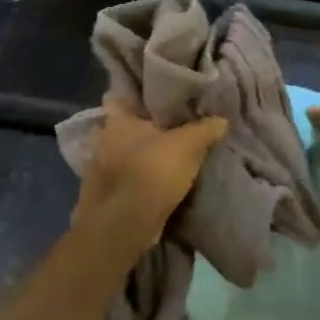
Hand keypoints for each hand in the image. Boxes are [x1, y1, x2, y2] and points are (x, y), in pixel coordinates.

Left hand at [73, 102, 228, 254]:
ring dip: (134, 158)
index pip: (117, 98)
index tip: (151, 99)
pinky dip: (132, 182)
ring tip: (158, 159)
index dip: (132, 96)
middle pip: (119, 128)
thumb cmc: (152, 171)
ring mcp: (98, 170)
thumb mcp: (188, 145)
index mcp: (117, 121)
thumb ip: (205, 129)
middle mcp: (102, 141)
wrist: (125, 224)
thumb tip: (221, 120)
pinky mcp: (102, 196)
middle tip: (162, 130)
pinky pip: (120, 180)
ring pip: (118, 155)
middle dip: (136, 130)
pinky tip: (150, 185)